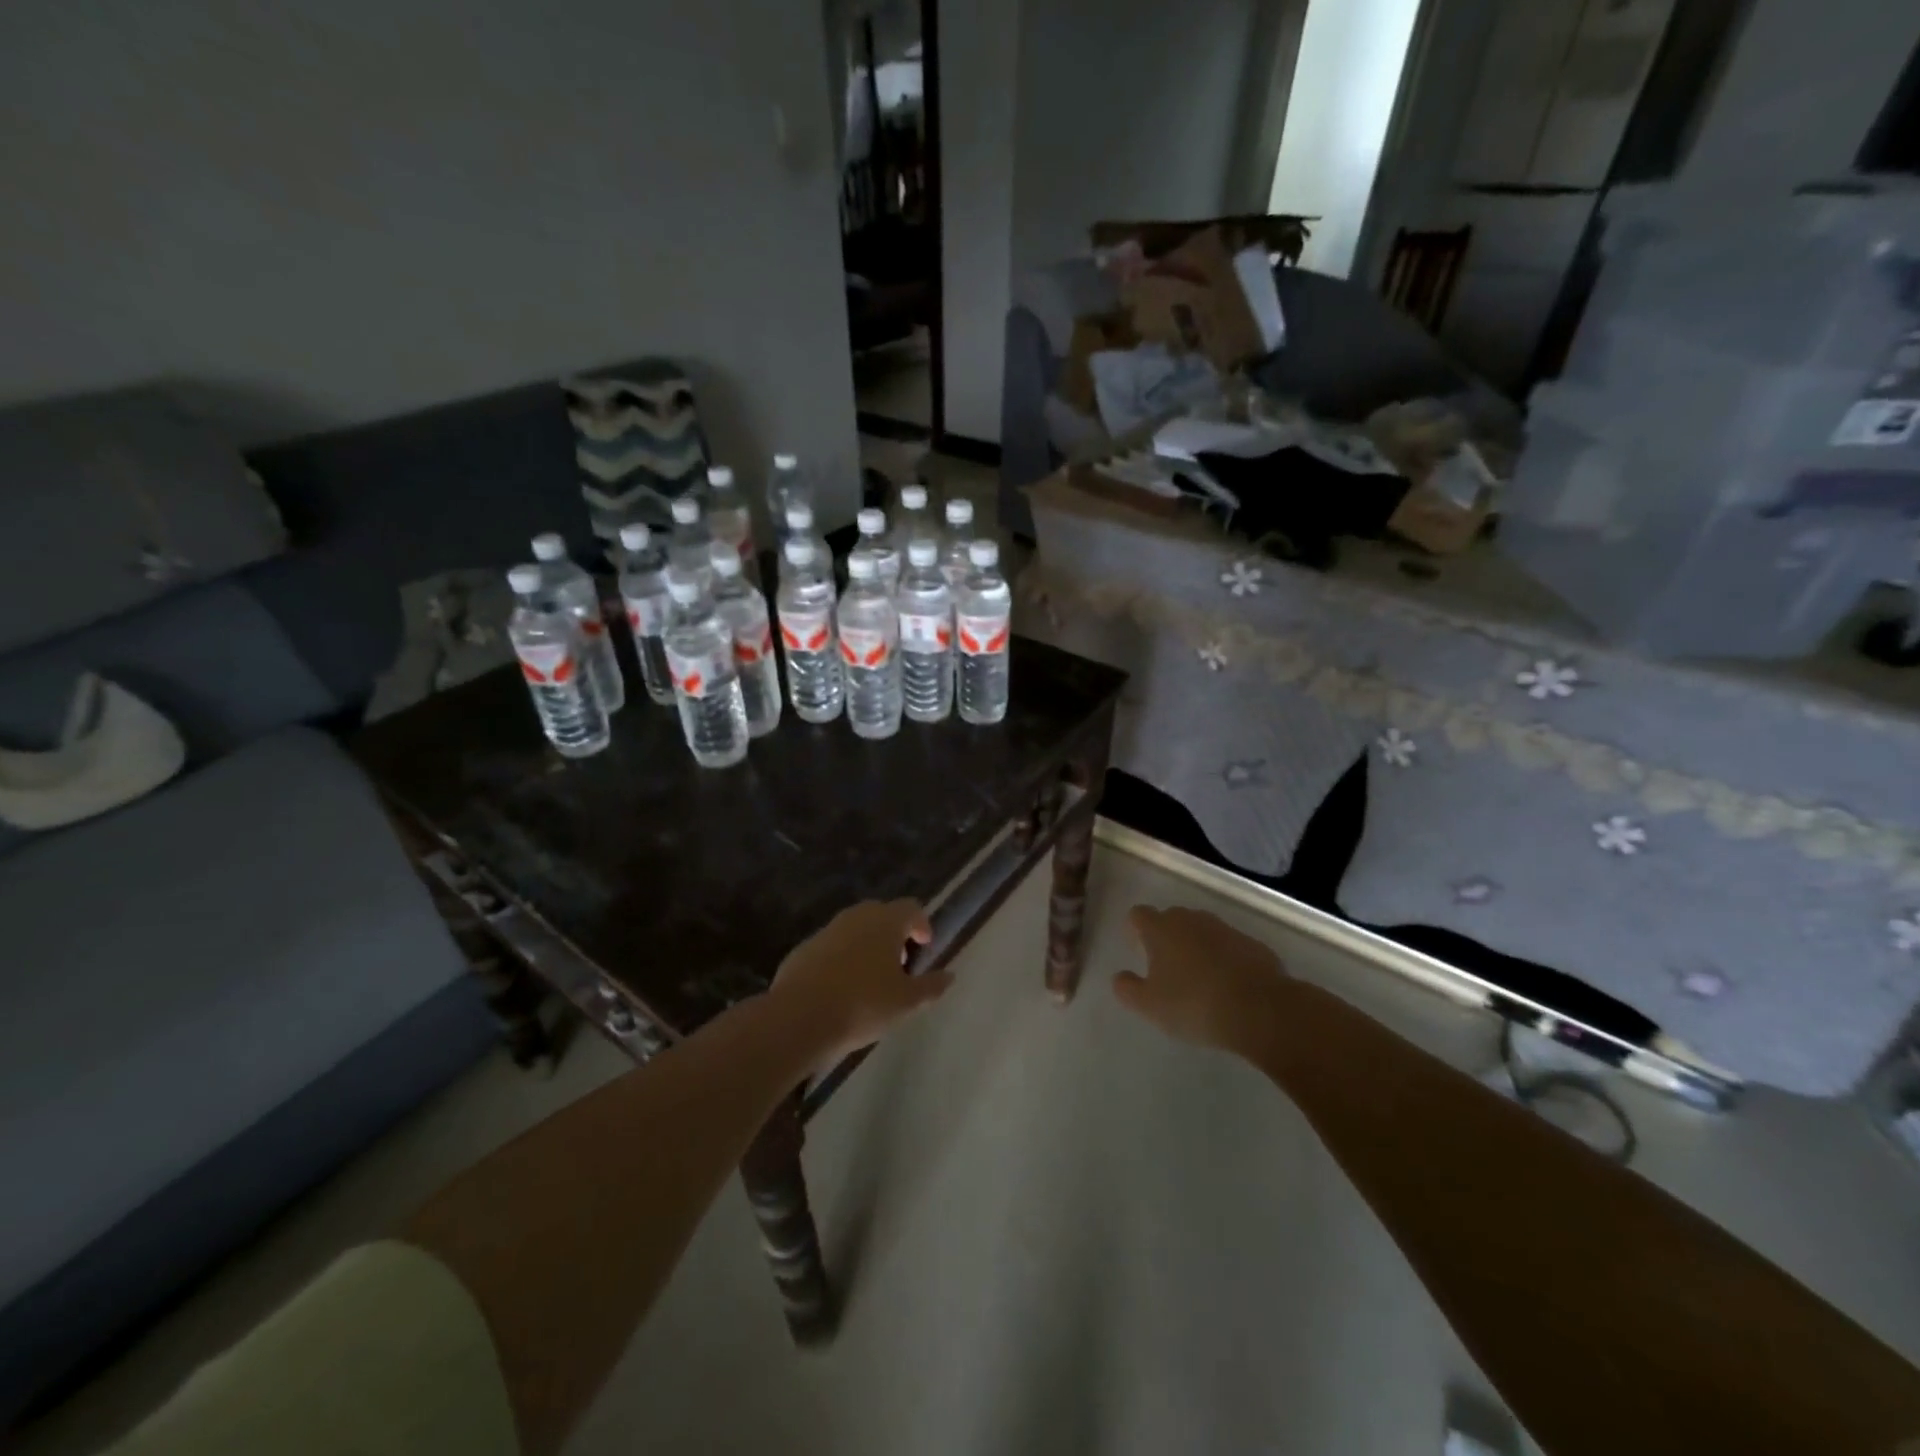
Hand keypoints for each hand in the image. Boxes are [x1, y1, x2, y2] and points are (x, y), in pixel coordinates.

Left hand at [772, 899, 948, 1067]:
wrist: (799, 1017)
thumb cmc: (863, 1005)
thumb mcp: (906, 1002)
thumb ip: (930, 986)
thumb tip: (949, 975)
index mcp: (886, 922)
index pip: (911, 908)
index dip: (921, 924)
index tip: (925, 946)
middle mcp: (856, 917)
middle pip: (882, 914)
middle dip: (894, 934)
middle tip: (900, 963)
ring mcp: (827, 930)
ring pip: (854, 929)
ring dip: (867, 945)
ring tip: (871, 978)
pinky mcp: (804, 949)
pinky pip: (831, 946)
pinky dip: (842, 958)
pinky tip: (841, 988)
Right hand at [1112, 905, 1289, 1058]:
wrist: (1261, 1010)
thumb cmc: (1194, 1004)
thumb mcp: (1149, 1006)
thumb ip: (1127, 989)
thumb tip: (1120, 977)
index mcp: (1161, 929)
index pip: (1138, 914)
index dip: (1135, 929)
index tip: (1137, 949)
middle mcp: (1191, 920)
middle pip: (1171, 918)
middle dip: (1166, 937)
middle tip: (1166, 968)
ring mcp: (1225, 929)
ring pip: (1202, 931)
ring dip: (1196, 947)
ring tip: (1198, 978)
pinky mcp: (1253, 944)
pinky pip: (1229, 946)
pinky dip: (1224, 959)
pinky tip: (1228, 986)